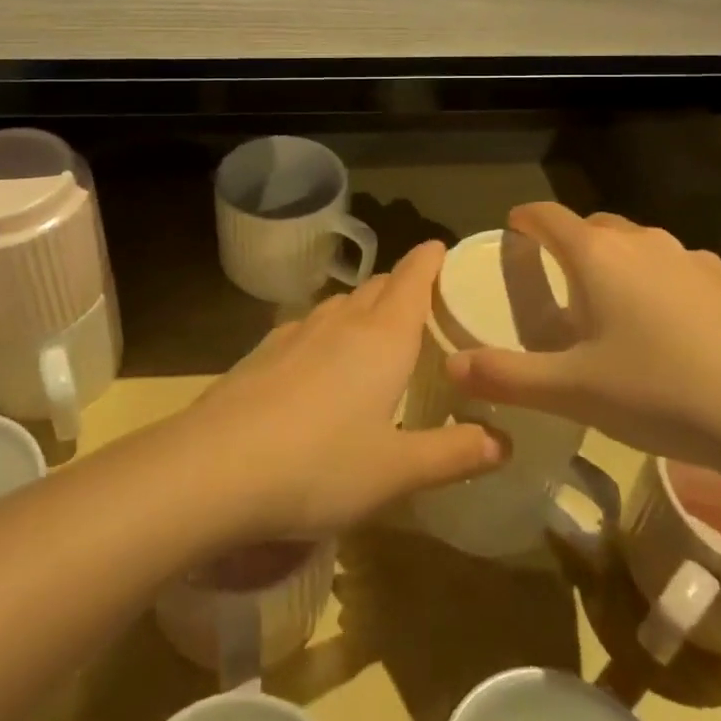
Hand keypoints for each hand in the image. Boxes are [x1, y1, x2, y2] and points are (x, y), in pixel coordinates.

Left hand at [186, 241, 505, 540]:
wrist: (215, 466)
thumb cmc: (320, 466)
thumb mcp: (397, 471)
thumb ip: (454, 454)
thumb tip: (505, 442)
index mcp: (382, 338)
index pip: (413, 278)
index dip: (430, 259)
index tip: (443, 249)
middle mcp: (341, 322)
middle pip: (378, 287)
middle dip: (402, 286)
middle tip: (424, 304)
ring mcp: (296, 332)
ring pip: (341, 304)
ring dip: (364, 308)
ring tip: (377, 333)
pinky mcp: (263, 350)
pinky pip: (309, 326)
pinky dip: (329, 332)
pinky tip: (322, 364)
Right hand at [445, 203, 720, 473]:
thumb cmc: (662, 393)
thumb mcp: (573, 392)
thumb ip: (507, 377)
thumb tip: (453, 367)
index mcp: (597, 256)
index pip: (548, 216)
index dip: (525, 218)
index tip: (513, 227)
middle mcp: (644, 244)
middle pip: (595, 226)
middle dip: (572, 242)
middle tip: (562, 280)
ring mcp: (695, 260)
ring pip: (643, 248)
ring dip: (621, 265)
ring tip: (618, 310)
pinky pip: (683, 272)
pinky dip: (665, 287)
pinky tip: (679, 334)